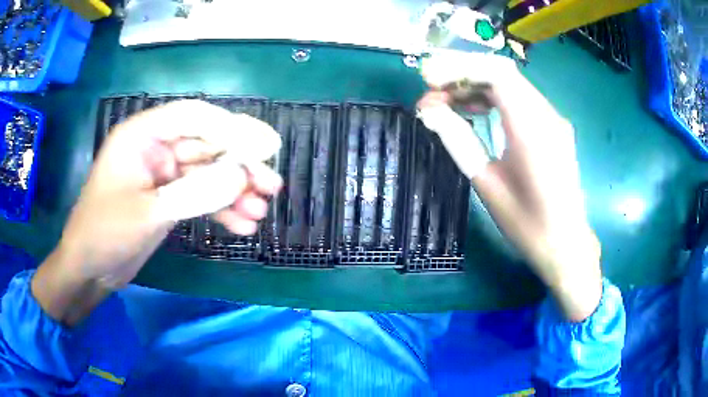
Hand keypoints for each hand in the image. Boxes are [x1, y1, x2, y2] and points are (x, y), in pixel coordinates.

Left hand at [32, 100, 281, 325]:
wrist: (90, 270)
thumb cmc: (106, 233)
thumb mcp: (149, 213)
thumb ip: (195, 192)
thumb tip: (242, 175)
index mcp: (141, 136)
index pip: (193, 117)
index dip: (231, 127)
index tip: (266, 146)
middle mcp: (154, 149)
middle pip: (205, 146)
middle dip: (239, 165)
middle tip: (272, 184)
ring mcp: (161, 176)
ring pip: (206, 174)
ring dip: (234, 191)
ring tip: (260, 210)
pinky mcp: (166, 199)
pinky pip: (199, 197)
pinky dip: (219, 209)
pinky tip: (242, 225)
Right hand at [417, 51, 601, 320]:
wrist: (566, 244)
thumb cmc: (527, 224)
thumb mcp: (487, 185)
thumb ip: (459, 141)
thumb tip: (429, 112)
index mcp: (532, 131)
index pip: (497, 74)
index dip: (459, 68)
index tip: (429, 79)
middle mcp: (547, 115)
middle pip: (502, 72)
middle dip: (462, 74)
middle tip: (432, 90)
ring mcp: (553, 119)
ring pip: (511, 83)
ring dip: (476, 85)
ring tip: (447, 102)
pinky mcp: (553, 126)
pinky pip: (520, 98)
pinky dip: (493, 97)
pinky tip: (476, 111)